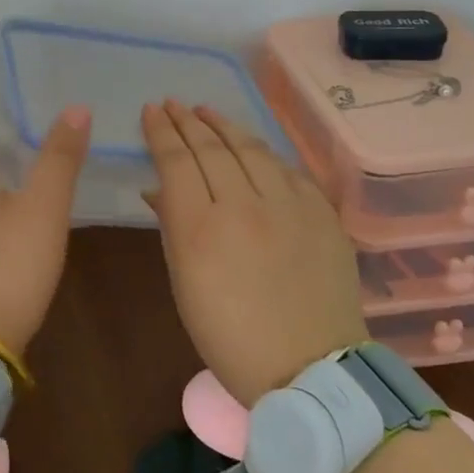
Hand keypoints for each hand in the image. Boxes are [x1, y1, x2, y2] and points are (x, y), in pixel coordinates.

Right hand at [142, 100, 366, 407]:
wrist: (310, 369)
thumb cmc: (230, 337)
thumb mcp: (184, 285)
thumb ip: (172, 227)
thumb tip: (160, 188)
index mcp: (201, 229)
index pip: (176, 161)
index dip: (161, 132)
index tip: (151, 112)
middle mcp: (244, 206)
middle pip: (210, 148)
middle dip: (187, 121)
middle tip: (172, 104)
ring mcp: (289, 206)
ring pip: (251, 149)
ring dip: (224, 125)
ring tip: (206, 111)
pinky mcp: (322, 213)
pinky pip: (287, 169)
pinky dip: (263, 152)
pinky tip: (251, 146)